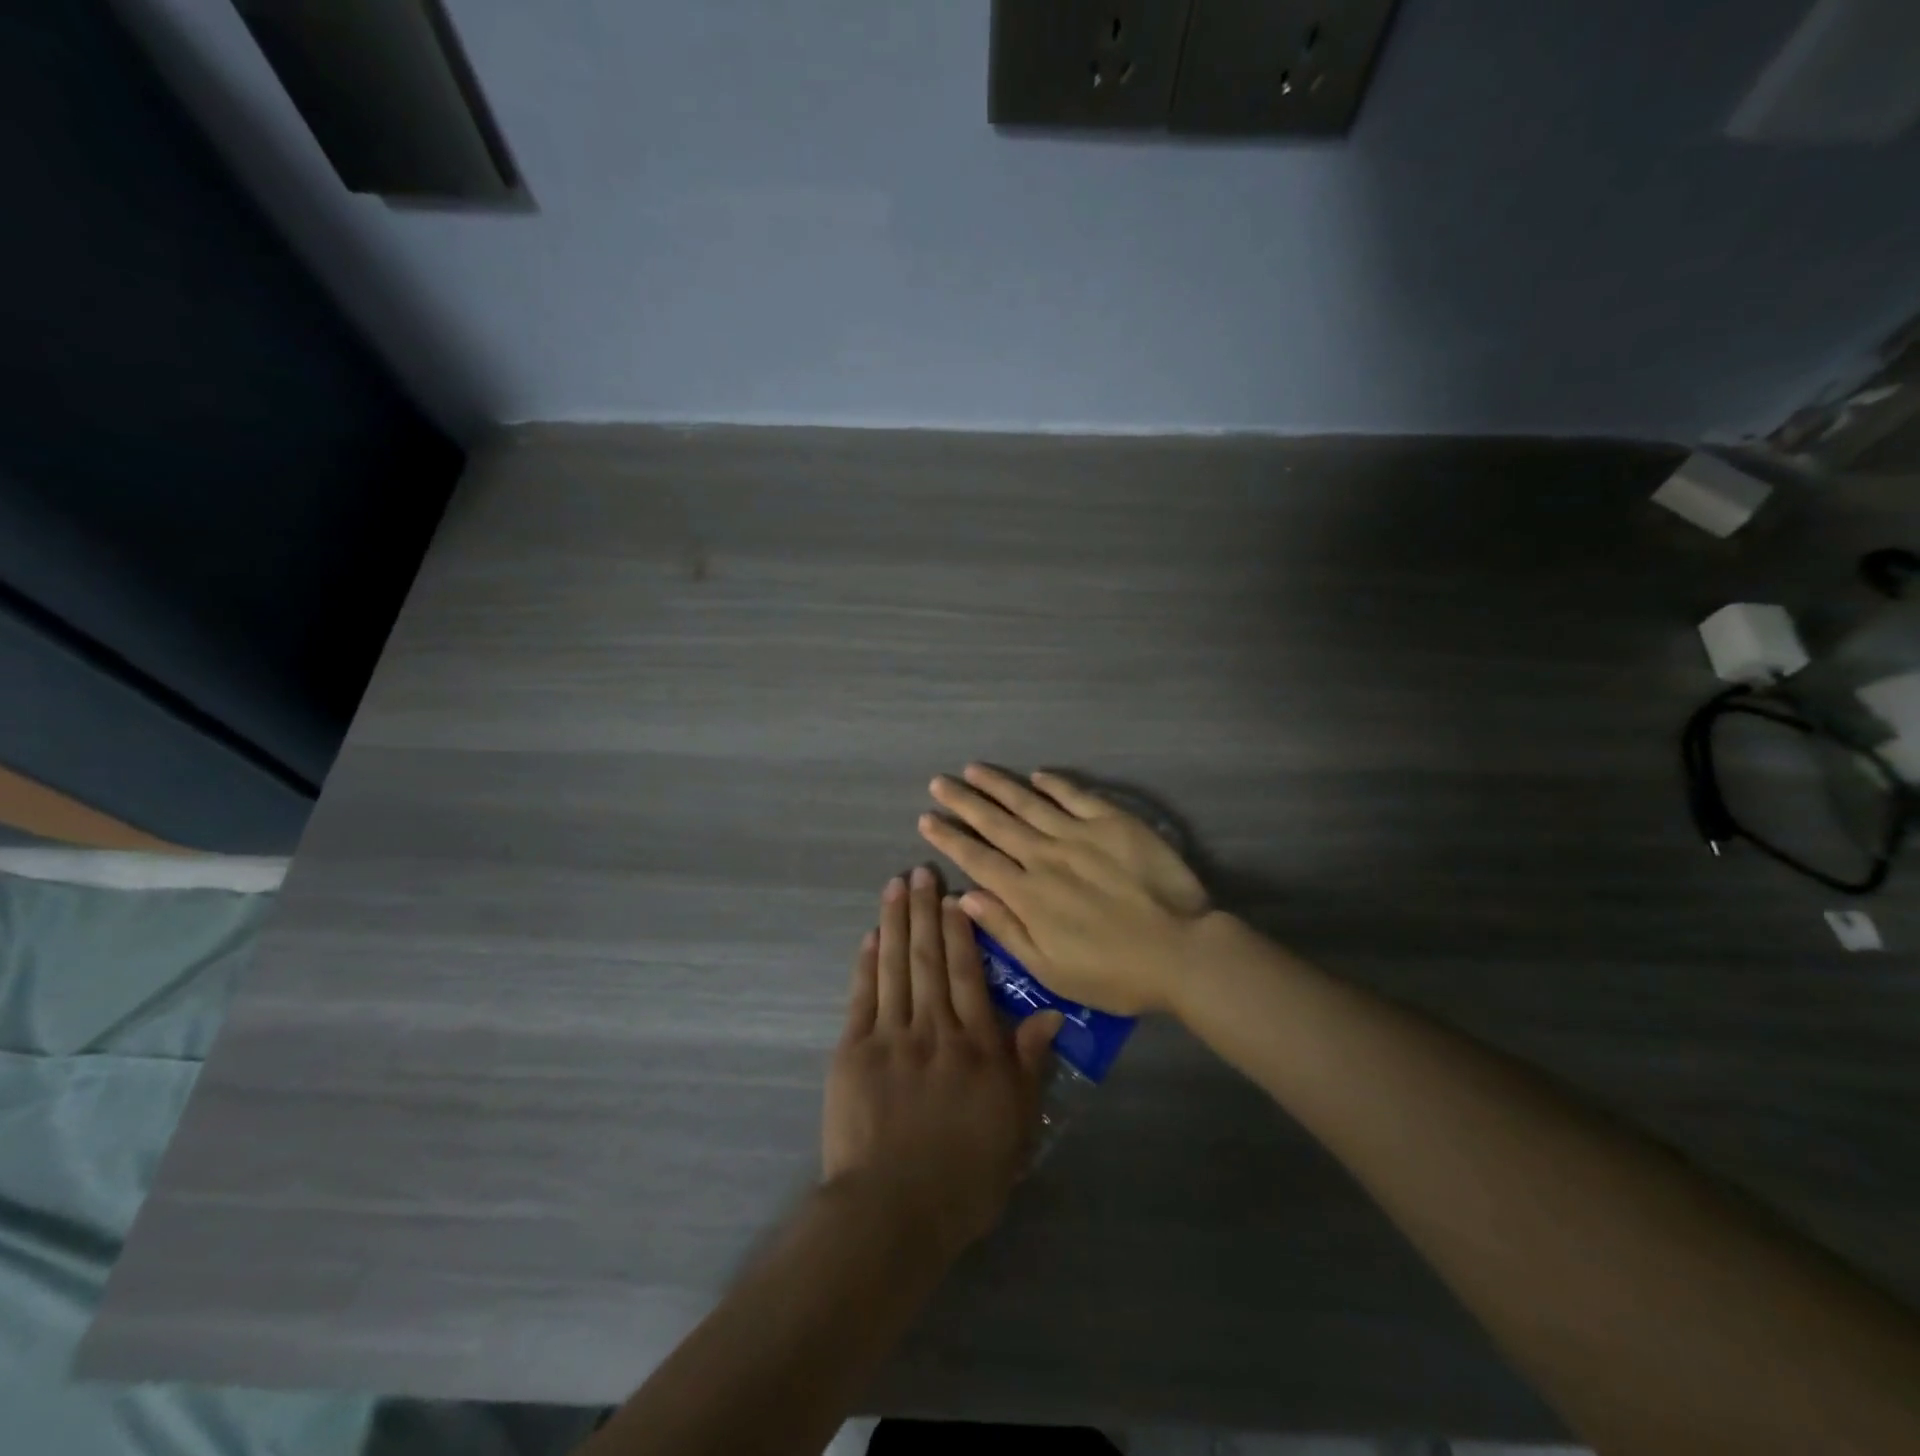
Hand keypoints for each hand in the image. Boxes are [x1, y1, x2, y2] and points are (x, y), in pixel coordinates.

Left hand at [823, 866, 1062, 1258]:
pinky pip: (863, 996)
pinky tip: (870, 935)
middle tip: (921, 870)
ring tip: (896, 885)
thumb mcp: (1015, 1127)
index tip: (957, 895)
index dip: (963, 931)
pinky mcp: (853, 1051)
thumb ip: (1029, 1065)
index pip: (970, 974)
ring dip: (896, 922)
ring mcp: (891, 1036)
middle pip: (931, 958)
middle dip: (925, 911)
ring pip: (896, 966)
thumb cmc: (964, 1179)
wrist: (891, 1213)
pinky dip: (867, 962)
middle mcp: (935, 1029)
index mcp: (976, 1047)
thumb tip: (1051, 1013)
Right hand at [918, 764, 1210, 1015]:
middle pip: (996, 823)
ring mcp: (1079, 834)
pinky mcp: (1113, 823)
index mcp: (1027, 894)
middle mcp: (1045, 856)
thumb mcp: (1051, 970)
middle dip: (963, 802)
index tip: (926, 818)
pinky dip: (1054, 784)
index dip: (949, 838)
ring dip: (998, 785)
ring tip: (973, 769)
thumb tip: (964, 897)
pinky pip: (1076, 795)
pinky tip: (1037, 774)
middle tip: (938, 782)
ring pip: (1029, 802)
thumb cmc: (1114, 973)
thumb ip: (1006, 930)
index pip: (977, 859)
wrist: (1181, 950)